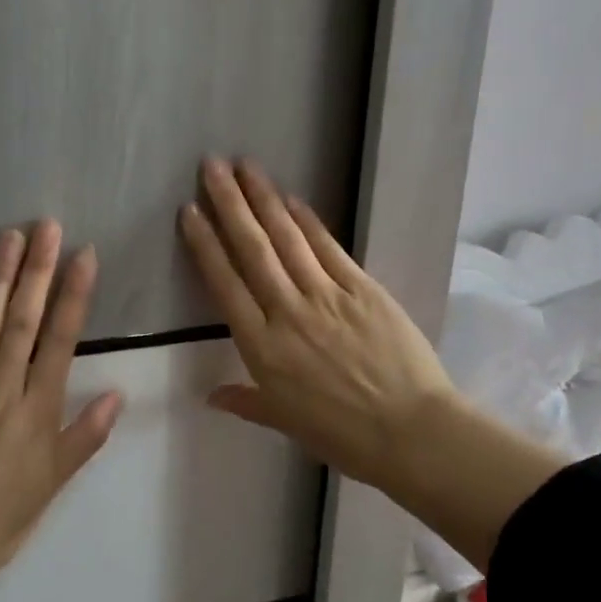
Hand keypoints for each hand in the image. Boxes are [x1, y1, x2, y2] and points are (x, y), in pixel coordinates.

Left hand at [0, 220, 124, 593]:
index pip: (61, 340)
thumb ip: (85, 436)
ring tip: (10, 237)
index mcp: (37, 410)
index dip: (74, 294)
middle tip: (47, 226)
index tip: (84, 254)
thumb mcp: (52, 484)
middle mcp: (2, 390)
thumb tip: (119, 393)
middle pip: (24, 321)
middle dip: (38, 270)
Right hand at [178, 158, 456, 492]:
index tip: (189, 211)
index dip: (205, 245)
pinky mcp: (362, 288)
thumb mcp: (286, 423)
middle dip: (229, 204)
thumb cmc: (344, 435)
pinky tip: (291, 197)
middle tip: (211, 166)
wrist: (411, 432)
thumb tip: (209, 395)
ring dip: (264, 199)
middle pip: (252, 249)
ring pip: (287, 239)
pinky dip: (308, 220)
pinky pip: (327, 248)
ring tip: (245, 166)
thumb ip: (246, 402)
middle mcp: (287, 313)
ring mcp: (326, 296)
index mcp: (262, 349)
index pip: (225, 285)